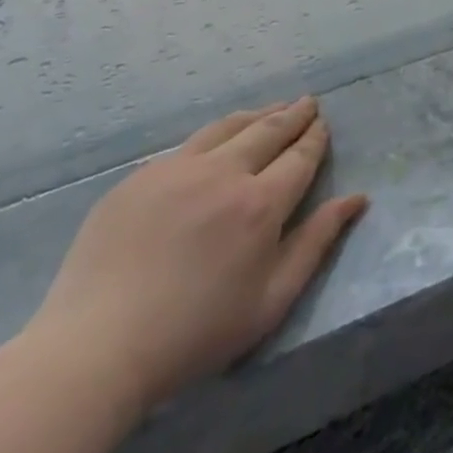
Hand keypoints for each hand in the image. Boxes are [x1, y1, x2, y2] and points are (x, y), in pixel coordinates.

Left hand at [25, 97, 367, 413]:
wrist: (94, 350)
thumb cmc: (195, 334)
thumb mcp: (272, 300)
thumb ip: (317, 242)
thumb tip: (357, 198)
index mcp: (260, 204)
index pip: (300, 156)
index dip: (315, 138)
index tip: (323, 124)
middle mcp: (223, 173)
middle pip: (268, 130)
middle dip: (293, 114)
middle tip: (307, 103)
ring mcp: (176, 170)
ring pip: (227, 127)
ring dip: (256, 115)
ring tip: (271, 109)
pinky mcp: (139, 178)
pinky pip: (188, 145)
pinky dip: (215, 135)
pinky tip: (217, 140)